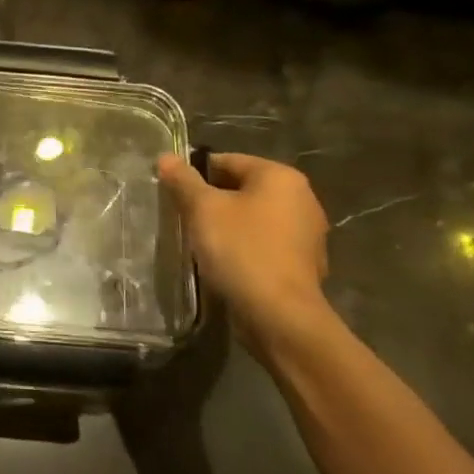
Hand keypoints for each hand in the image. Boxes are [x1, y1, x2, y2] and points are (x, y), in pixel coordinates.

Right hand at [158, 152, 331, 354]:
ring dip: (229, 226)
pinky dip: (246, 248)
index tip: (175, 194)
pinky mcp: (305, 264)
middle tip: (184, 218)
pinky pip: (266, 244)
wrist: (280, 316)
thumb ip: (183, 180)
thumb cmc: (241, 250)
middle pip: (243, 188)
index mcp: (280, 177)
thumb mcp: (202, 209)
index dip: (196, 174)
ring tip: (202, 243)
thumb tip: (166, 157)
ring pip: (255, 218)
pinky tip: (226, 264)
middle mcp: (302, 198)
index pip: (227, 161)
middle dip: (213, 201)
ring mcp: (308, 234)